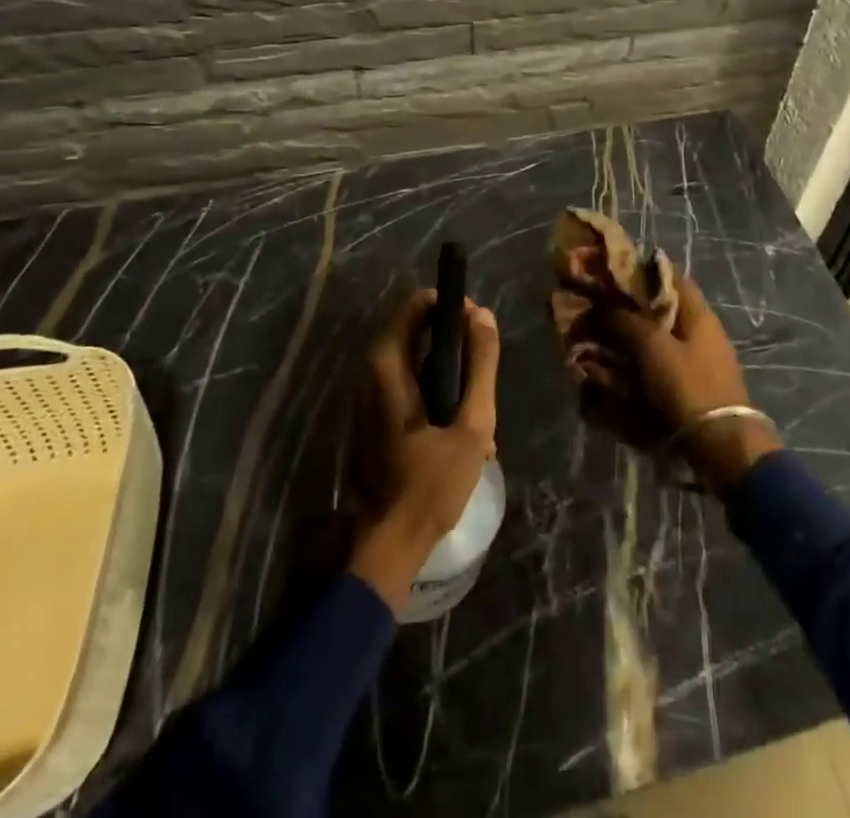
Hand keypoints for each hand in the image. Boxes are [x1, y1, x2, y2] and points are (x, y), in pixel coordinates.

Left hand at [347, 289, 499, 613]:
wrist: (386, 545)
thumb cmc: (430, 484)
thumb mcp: (472, 424)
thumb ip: (481, 365)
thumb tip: (484, 314)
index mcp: (387, 365)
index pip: (416, 304)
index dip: (450, 306)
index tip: (479, 326)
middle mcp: (369, 371)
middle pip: (416, 330)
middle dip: (454, 342)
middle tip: (484, 369)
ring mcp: (366, 395)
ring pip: (413, 359)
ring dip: (448, 372)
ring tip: (478, 406)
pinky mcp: (370, 416)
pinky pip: (405, 383)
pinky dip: (433, 391)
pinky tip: (460, 427)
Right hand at [567, 255, 781, 495]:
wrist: (722, 443)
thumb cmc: (688, 385)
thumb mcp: (652, 347)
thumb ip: (627, 321)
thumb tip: (605, 306)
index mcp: (698, 312)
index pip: (670, 275)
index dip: (642, 270)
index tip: (612, 273)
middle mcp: (701, 329)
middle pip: (662, 307)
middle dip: (631, 307)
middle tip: (600, 309)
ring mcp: (699, 357)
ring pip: (659, 335)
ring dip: (632, 336)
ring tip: (602, 340)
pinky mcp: (693, 382)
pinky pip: (661, 361)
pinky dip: (641, 361)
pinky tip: (619, 369)